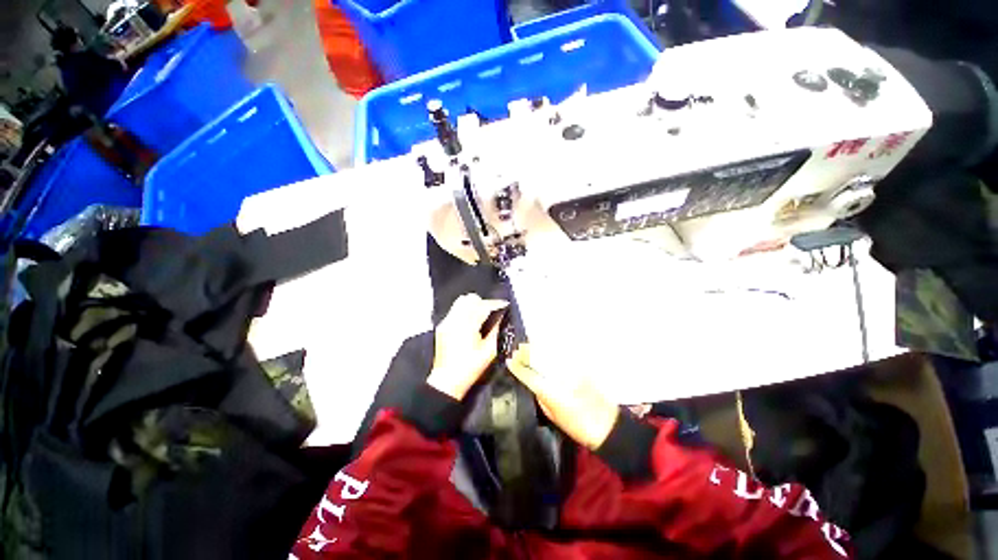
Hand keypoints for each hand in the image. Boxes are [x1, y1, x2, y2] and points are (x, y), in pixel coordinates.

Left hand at [427, 294, 507, 399]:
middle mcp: (455, 320)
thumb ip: (497, 331)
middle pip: (471, 299)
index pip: (484, 305)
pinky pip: (454, 310)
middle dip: (483, 302)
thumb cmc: (469, 368)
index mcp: (468, 326)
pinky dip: (464, 311)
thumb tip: (503, 318)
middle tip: (491, 312)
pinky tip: (470, 323)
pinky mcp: (442, 326)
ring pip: (461, 301)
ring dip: (473, 305)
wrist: (447, 381)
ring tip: (481, 316)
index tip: (504, 305)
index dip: (496, 304)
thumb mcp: (489, 352)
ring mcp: (446, 322)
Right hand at [506, 344, 618, 449]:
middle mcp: (561, 377)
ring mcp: (572, 369)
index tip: (509, 360)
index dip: (517, 367)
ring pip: (550, 351)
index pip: (529, 375)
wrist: (606, 424)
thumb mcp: (552, 415)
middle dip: (526, 351)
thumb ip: (540, 395)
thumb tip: (531, 380)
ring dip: (538, 347)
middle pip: (540, 358)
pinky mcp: (581, 366)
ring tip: (528, 344)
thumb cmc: (577, 426)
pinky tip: (546, 346)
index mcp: (552, 393)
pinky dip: (552, 348)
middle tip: (518, 349)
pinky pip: (563, 352)